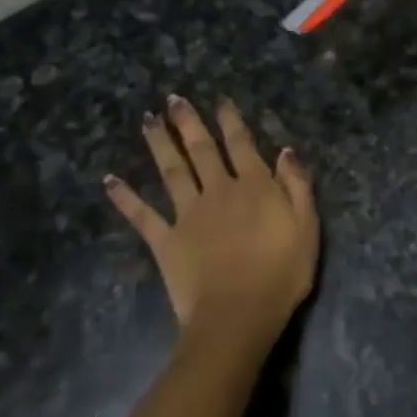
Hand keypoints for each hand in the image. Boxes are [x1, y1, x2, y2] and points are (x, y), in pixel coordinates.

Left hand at [105, 96, 318, 353]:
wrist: (238, 317)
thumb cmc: (281, 274)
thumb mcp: (307, 227)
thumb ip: (297, 186)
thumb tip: (286, 151)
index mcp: (254, 187)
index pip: (241, 144)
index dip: (230, 121)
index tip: (220, 101)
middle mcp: (218, 191)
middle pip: (201, 149)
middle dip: (188, 122)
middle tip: (173, 99)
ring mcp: (188, 214)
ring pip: (171, 171)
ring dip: (159, 143)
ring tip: (147, 120)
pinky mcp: (166, 241)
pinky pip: (143, 215)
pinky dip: (125, 197)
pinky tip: (110, 180)